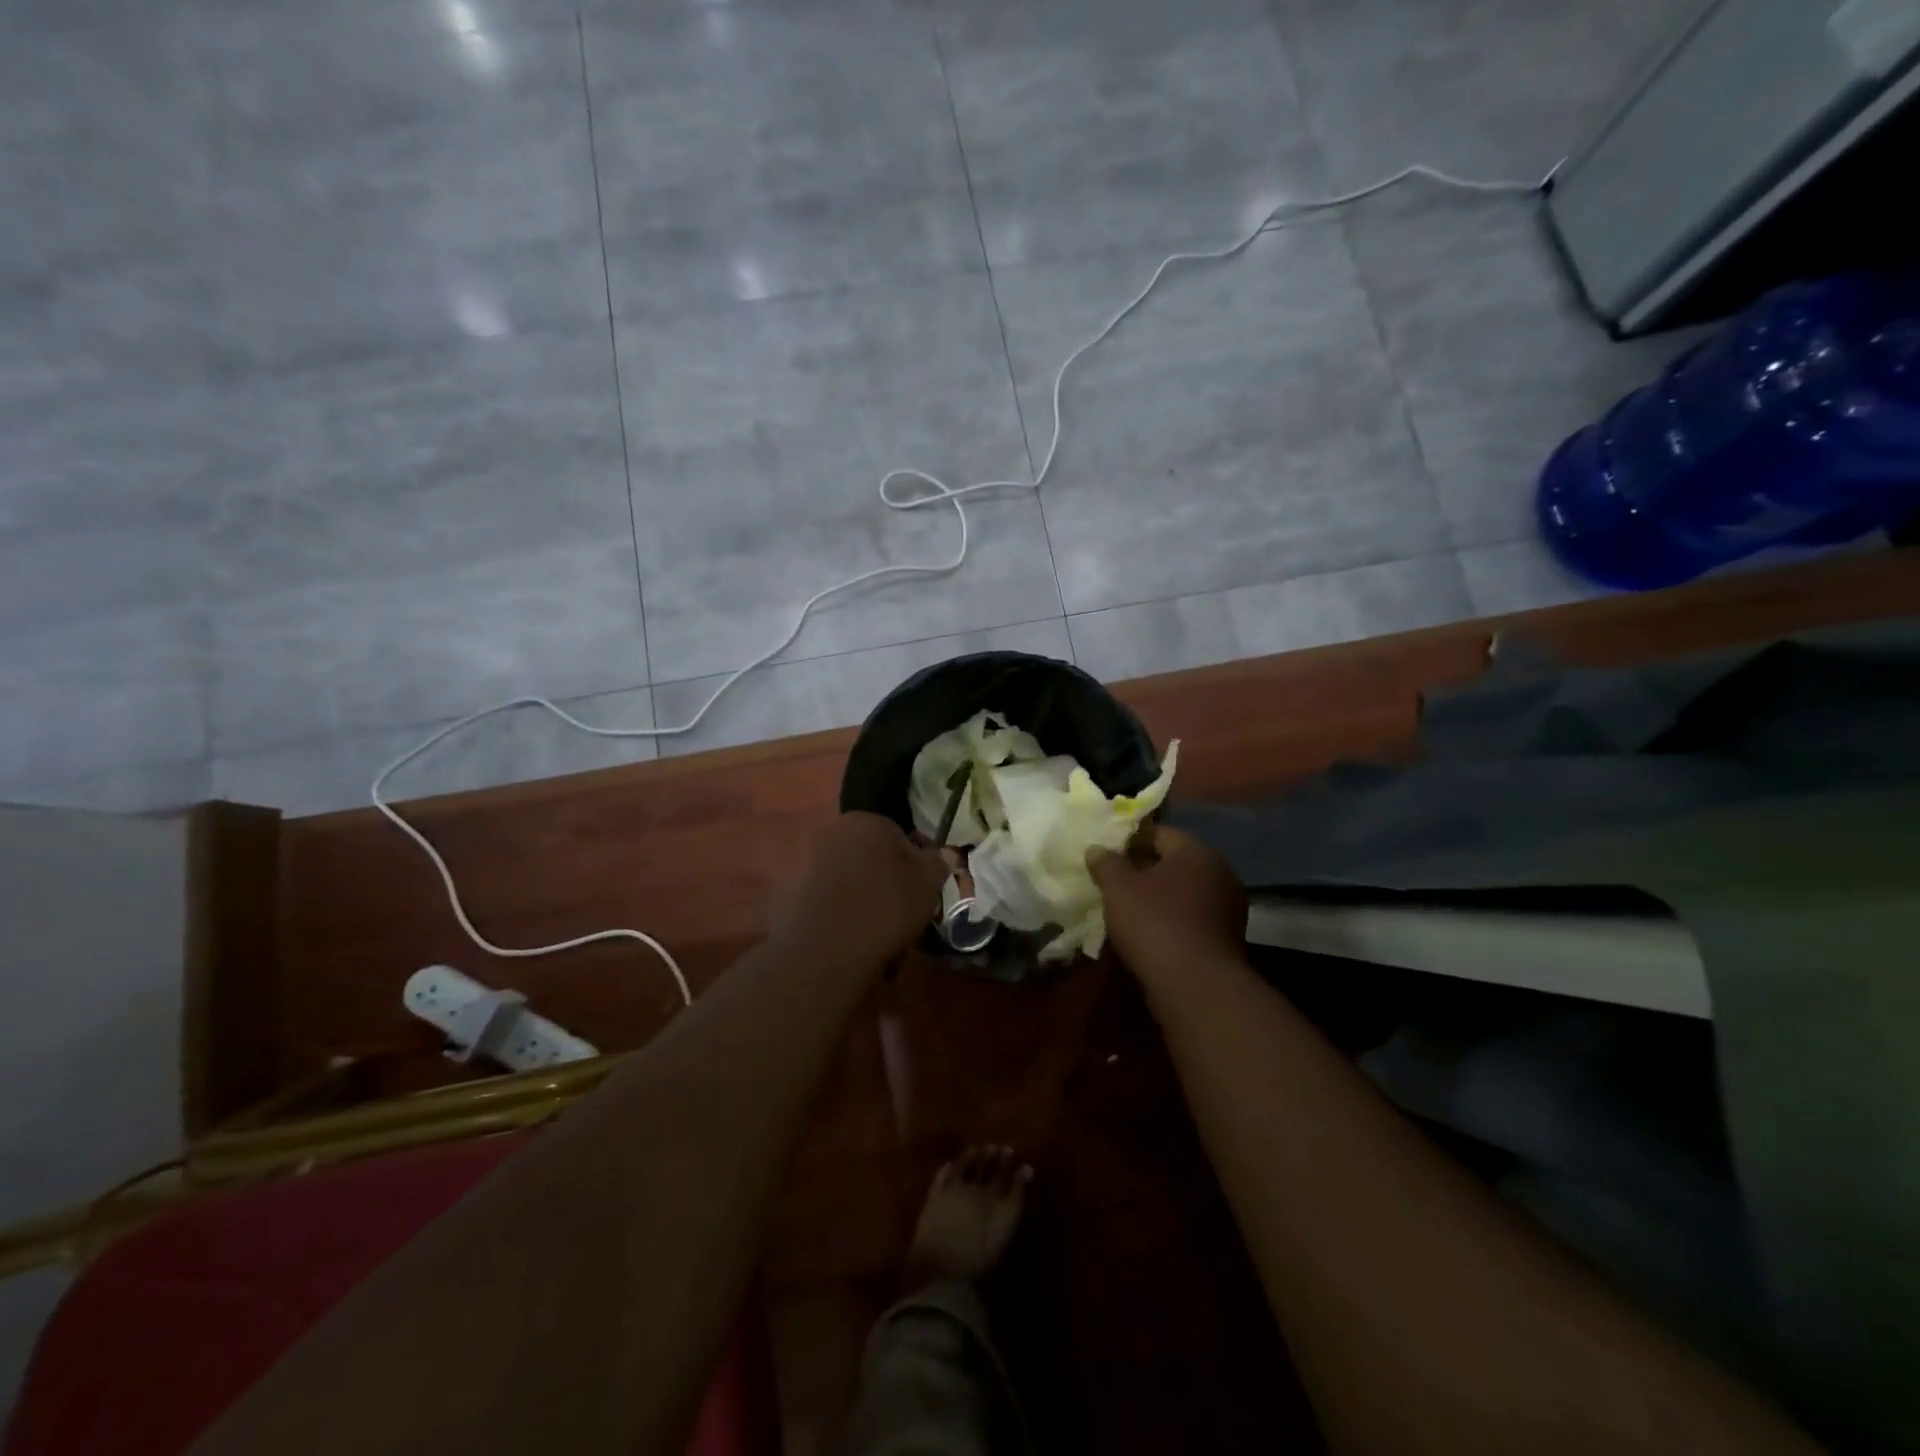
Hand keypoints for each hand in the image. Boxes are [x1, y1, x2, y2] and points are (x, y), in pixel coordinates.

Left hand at [767, 812, 949, 971]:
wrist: (822, 950)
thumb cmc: (884, 908)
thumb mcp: (926, 886)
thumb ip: (937, 863)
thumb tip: (946, 851)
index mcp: (867, 821)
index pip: (897, 835)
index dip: (910, 865)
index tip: (914, 893)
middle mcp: (831, 830)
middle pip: (865, 852)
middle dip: (878, 875)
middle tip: (892, 911)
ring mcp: (802, 857)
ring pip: (840, 873)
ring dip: (852, 892)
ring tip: (866, 929)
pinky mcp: (783, 888)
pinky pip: (816, 895)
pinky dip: (828, 909)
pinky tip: (839, 936)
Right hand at [1087, 826, 1247, 985]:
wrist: (1196, 985)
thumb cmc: (1155, 923)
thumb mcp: (1118, 888)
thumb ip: (1106, 863)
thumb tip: (1097, 849)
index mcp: (1197, 852)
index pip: (1160, 834)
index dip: (1130, 842)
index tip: (1107, 856)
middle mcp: (1220, 873)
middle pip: (1174, 863)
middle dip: (1144, 871)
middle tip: (1114, 883)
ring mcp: (1228, 908)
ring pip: (1184, 892)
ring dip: (1159, 898)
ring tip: (1127, 911)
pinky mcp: (1227, 938)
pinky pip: (1192, 919)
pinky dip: (1172, 921)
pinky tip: (1149, 935)